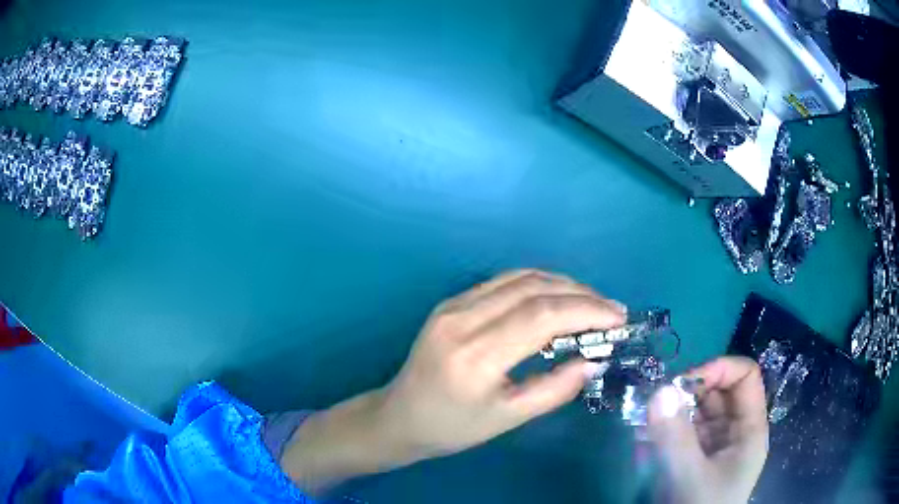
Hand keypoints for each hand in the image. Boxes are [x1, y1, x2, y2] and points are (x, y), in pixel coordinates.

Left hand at [280, 269, 624, 493]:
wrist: (400, 416)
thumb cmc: (453, 427)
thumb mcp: (507, 419)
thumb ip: (555, 389)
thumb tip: (594, 361)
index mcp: (475, 356)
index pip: (542, 316)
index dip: (586, 311)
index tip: (618, 319)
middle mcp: (462, 320)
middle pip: (534, 289)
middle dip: (581, 294)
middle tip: (612, 310)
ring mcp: (453, 305)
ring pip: (519, 278)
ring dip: (562, 284)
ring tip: (592, 302)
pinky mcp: (450, 302)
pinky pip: (502, 282)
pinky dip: (537, 284)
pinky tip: (557, 298)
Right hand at [648, 357, 768, 503]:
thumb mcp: (689, 478)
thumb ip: (675, 437)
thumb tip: (659, 389)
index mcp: (749, 429)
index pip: (745, 377)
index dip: (718, 369)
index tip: (682, 383)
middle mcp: (734, 431)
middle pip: (718, 391)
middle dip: (687, 390)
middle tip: (655, 400)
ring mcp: (713, 445)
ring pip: (696, 411)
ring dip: (671, 410)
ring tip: (643, 420)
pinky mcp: (693, 458)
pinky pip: (681, 432)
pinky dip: (663, 429)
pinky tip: (643, 439)